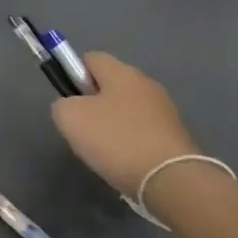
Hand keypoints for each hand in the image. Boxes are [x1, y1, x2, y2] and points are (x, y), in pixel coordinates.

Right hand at [50, 52, 201, 196]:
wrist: (170, 179)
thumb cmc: (116, 140)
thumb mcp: (70, 118)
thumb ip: (62, 104)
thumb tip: (70, 106)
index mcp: (121, 72)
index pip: (90, 58)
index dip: (74, 74)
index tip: (69, 101)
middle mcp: (146, 84)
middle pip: (110, 84)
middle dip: (94, 104)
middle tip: (83, 130)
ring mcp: (164, 110)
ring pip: (127, 110)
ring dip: (113, 125)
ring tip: (104, 152)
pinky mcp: (175, 135)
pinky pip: (143, 131)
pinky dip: (131, 143)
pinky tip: (126, 162)